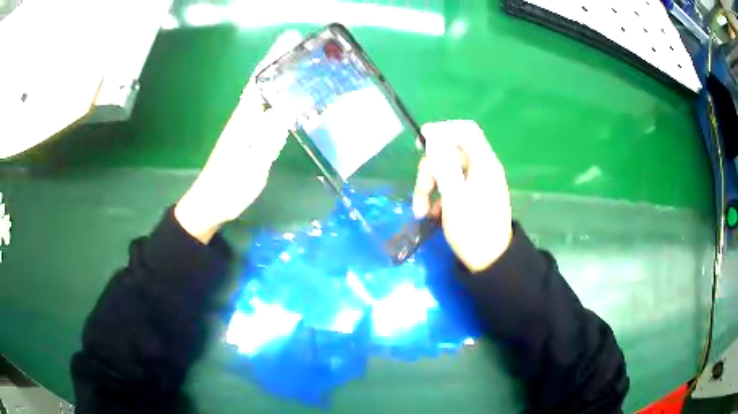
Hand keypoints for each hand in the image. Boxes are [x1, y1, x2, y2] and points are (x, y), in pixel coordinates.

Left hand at [175, 30, 302, 243]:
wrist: (209, 203)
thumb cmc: (229, 187)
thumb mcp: (252, 165)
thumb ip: (268, 137)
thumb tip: (286, 107)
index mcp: (244, 118)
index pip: (260, 79)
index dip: (273, 58)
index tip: (290, 40)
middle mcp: (244, 116)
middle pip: (263, 81)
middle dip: (281, 62)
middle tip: (306, 51)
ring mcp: (245, 125)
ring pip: (265, 93)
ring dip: (281, 77)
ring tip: (305, 68)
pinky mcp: (247, 135)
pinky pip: (266, 107)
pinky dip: (279, 96)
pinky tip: (291, 99)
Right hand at [412, 120, 512, 272]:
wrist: (490, 262)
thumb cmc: (473, 230)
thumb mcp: (455, 197)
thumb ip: (443, 164)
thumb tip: (432, 136)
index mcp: (484, 163)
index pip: (465, 131)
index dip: (442, 131)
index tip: (420, 142)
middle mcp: (482, 169)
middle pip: (451, 153)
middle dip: (430, 170)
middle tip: (420, 192)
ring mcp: (477, 184)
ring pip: (446, 172)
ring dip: (429, 187)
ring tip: (420, 211)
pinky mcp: (471, 197)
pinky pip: (450, 187)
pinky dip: (438, 197)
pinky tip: (431, 214)